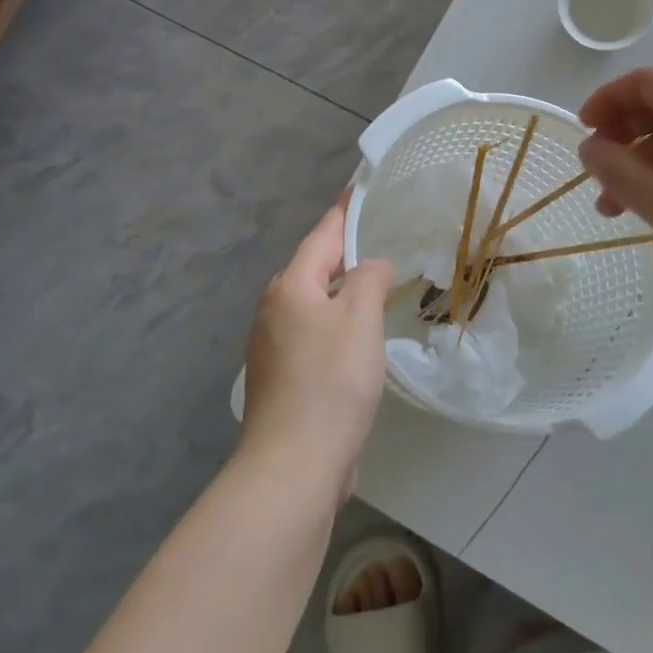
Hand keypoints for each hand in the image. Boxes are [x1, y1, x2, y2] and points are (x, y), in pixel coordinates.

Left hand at [239, 195, 394, 491]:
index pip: (322, 236)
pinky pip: (314, 336)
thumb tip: (372, 267)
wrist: (294, 464)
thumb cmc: (330, 381)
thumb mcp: (360, 319)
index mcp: (290, 288)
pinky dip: (337, 325)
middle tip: (379, 238)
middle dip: (343, 252)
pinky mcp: (283, 379)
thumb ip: (369, 279)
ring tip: (375, 284)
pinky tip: (358, 338)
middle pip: (313, 269)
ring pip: (313, 305)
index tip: (359, 188)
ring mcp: (273, 348)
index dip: (344, 211)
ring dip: (342, 292)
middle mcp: (274, 311)